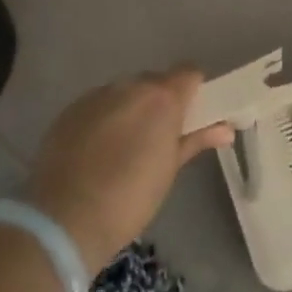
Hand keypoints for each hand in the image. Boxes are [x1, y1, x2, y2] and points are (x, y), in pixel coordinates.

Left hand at [23, 70, 233, 272]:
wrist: (65, 218)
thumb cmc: (131, 198)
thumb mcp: (170, 169)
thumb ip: (196, 140)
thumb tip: (225, 129)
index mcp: (161, 98)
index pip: (188, 73)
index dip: (193, 91)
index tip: (191, 117)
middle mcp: (129, 86)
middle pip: (154, 81)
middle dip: (161, 102)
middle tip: (159, 138)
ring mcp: (96, 95)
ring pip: (124, 92)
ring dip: (131, 109)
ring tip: (125, 147)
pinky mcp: (70, 110)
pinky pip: (98, 104)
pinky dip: (104, 118)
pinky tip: (98, 150)